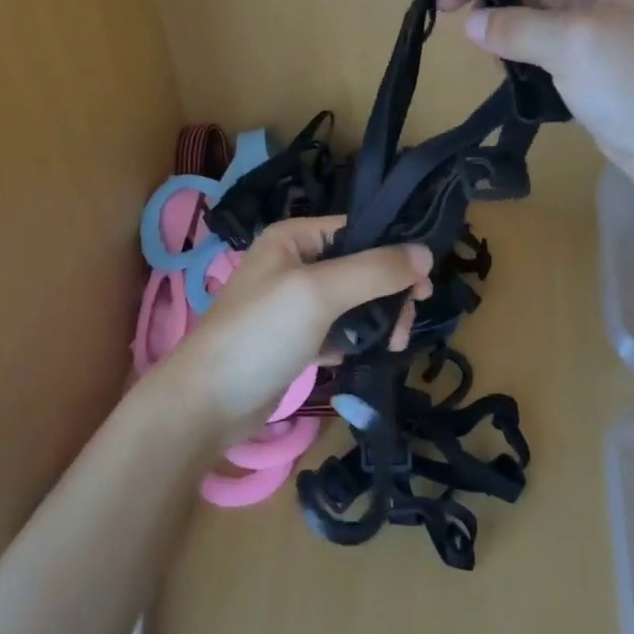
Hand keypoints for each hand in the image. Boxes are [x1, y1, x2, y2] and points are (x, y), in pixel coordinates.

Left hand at [169, 217, 431, 437]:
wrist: (206, 403)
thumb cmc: (261, 332)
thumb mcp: (320, 292)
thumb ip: (374, 271)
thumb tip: (427, 253)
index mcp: (294, 237)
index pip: (357, 230)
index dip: (393, 251)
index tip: (424, 282)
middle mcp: (294, 263)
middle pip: (359, 267)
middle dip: (388, 292)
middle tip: (408, 322)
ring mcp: (294, 304)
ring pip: (353, 302)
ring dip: (378, 319)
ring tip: (394, 345)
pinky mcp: (296, 340)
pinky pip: (339, 331)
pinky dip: (356, 341)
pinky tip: (368, 356)